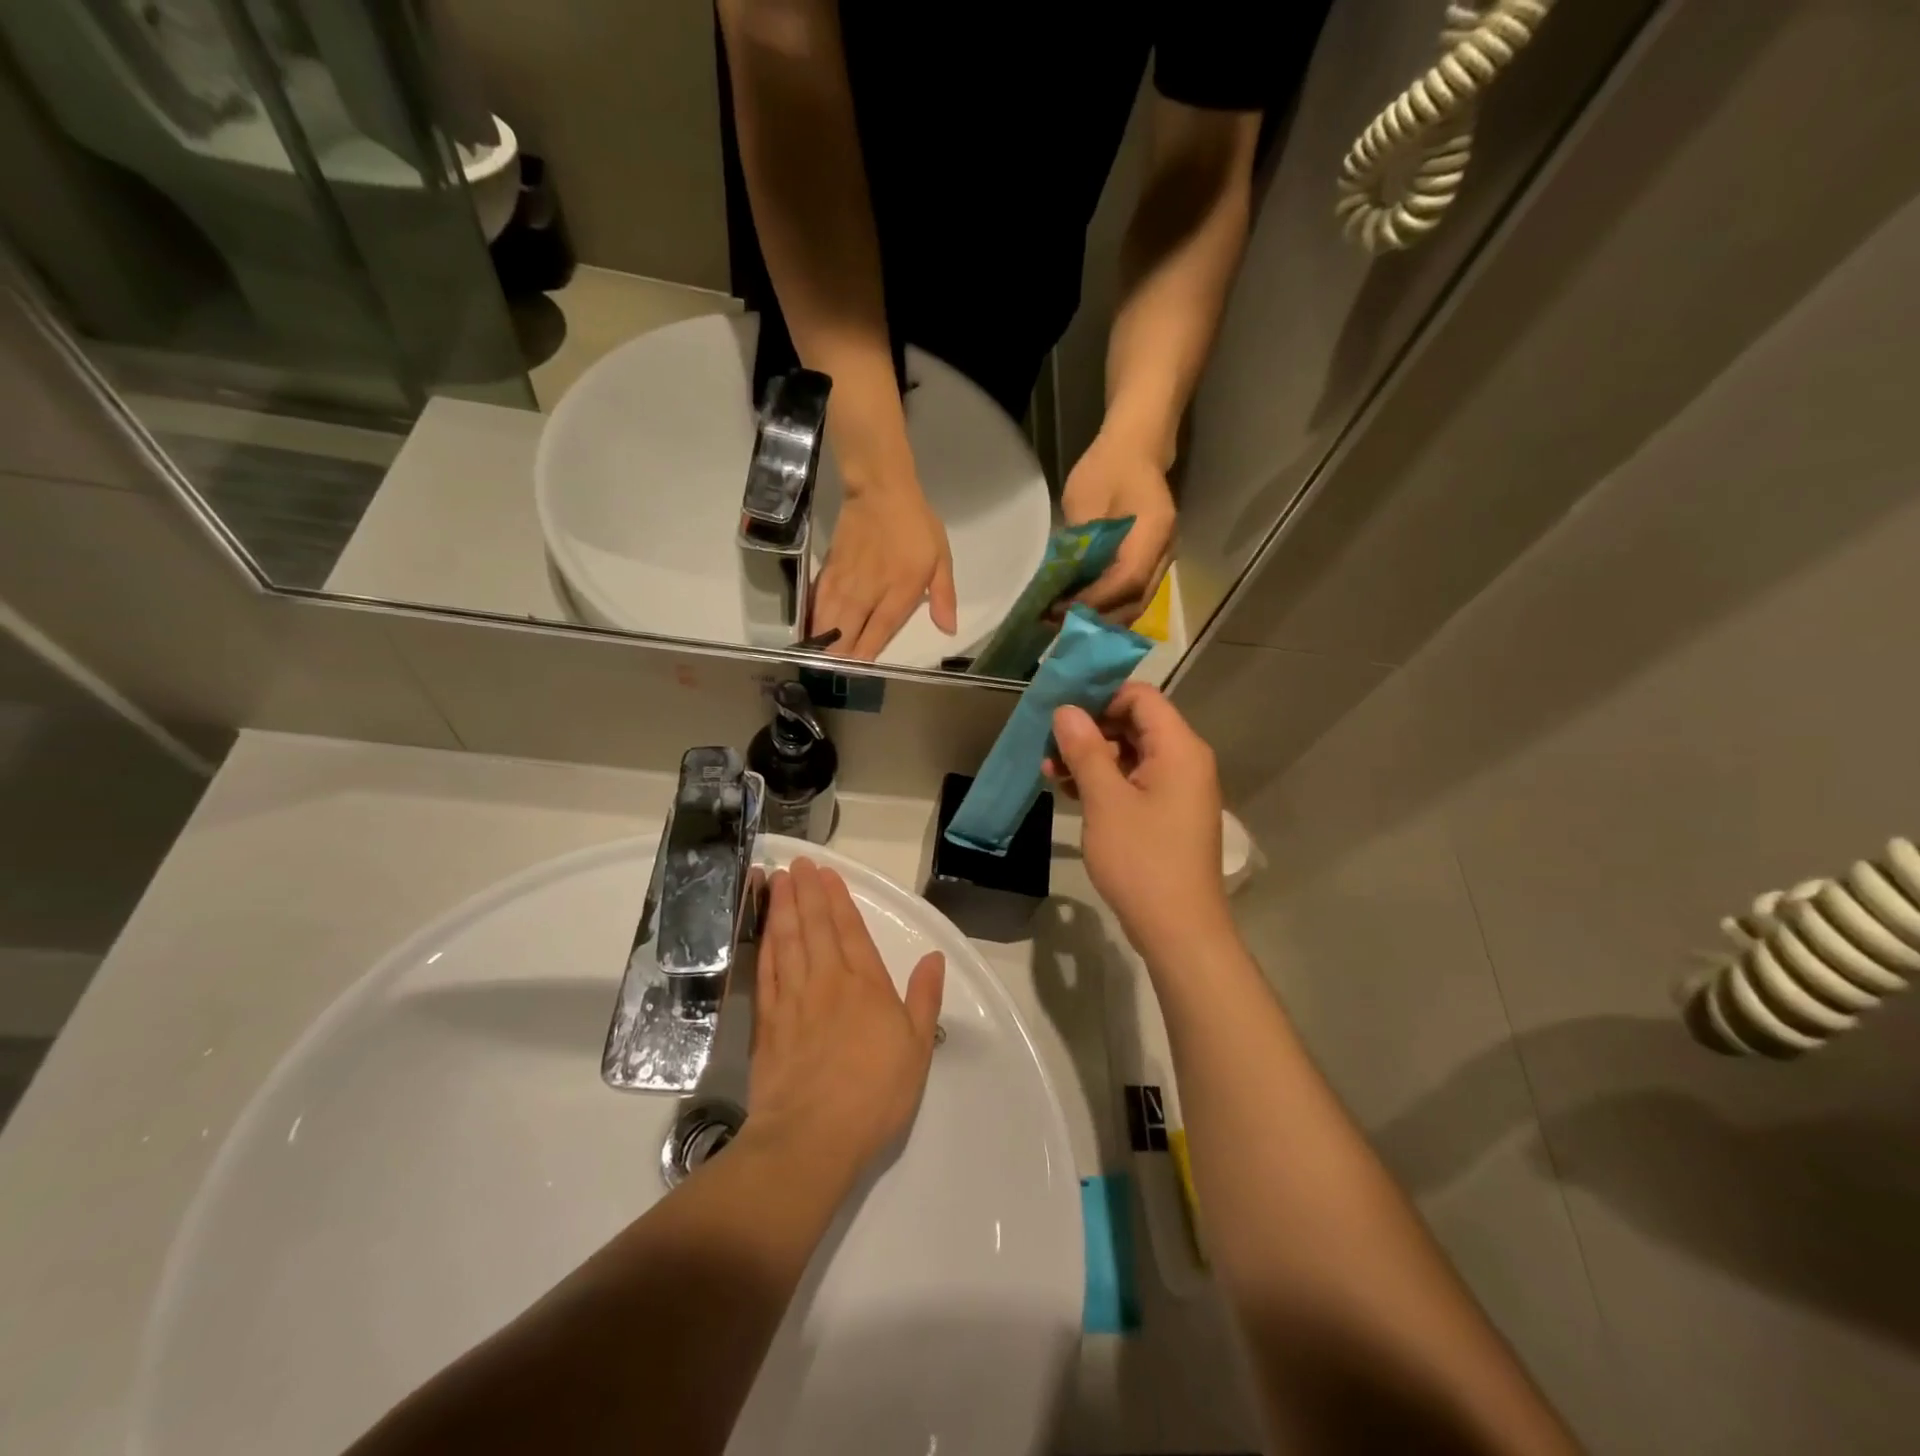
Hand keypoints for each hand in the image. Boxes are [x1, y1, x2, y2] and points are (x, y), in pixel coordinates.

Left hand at [747, 859, 945, 1181]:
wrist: (812, 1137)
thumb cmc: (874, 1094)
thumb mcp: (916, 1048)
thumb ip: (924, 998)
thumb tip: (934, 957)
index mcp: (866, 985)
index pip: (850, 930)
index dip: (837, 899)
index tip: (826, 873)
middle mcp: (828, 981)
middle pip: (814, 926)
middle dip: (806, 891)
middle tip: (797, 863)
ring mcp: (793, 999)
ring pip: (786, 940)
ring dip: (782, 907)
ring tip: (776, 879)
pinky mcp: (767, 1021)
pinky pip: (766, 971)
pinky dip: (764, 944)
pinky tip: (763, 930)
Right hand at [812, 486, 956, 659]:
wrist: (881, 489)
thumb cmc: (916, 525)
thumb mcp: (941, 558)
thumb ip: (943, 596)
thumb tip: (949, 629)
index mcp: (900, 591)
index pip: (880, 630)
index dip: (866, 652)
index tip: (857, 670)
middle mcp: (869, 591)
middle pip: (848, 630)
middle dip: (839, 654)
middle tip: (834, 672)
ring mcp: (846, 580)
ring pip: (829, 618)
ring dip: (823, 641)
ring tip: (816, 661)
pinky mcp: (830, 569)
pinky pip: (818, 600)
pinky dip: (814, 617)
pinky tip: (810, 631)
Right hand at [1046, 684, 1230, 958]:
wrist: (1179, 929)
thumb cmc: (1142, 860)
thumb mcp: (1105, 801)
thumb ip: (1085, 750)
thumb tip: (1066, 710)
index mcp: (1179, 749)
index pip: (1141, 697)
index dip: (1101, 696)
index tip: (1061, 710)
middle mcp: (1185, 761)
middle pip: (1135, 724)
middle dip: (1090, 730)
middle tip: (1048, 744)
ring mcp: (1178, 789)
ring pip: (1131, 755)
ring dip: (1091, 758)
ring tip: (1049, 772)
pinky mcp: (1168, 814)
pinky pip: (1135, 781)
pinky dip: (1105, 781)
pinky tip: (1070, 792)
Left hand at [1060, 433, 1176, 624]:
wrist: (1135, 449)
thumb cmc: (1106, 468)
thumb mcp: (1083, 500)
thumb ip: (1079, 543)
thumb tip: (1061, 584)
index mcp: (1153, 529)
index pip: (1128, 580)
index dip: (1095, 599)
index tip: (1062, 609)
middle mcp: (1165, 551)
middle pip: (1135, 600)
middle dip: (1097, 618)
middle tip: (1058, 624)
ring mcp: (1163, 560)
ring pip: (1136, 603)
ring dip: (1102, 618)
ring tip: (1067, 623)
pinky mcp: (1153, 564)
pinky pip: (1133, 595)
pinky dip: (1108, 608)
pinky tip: (1082, 611)